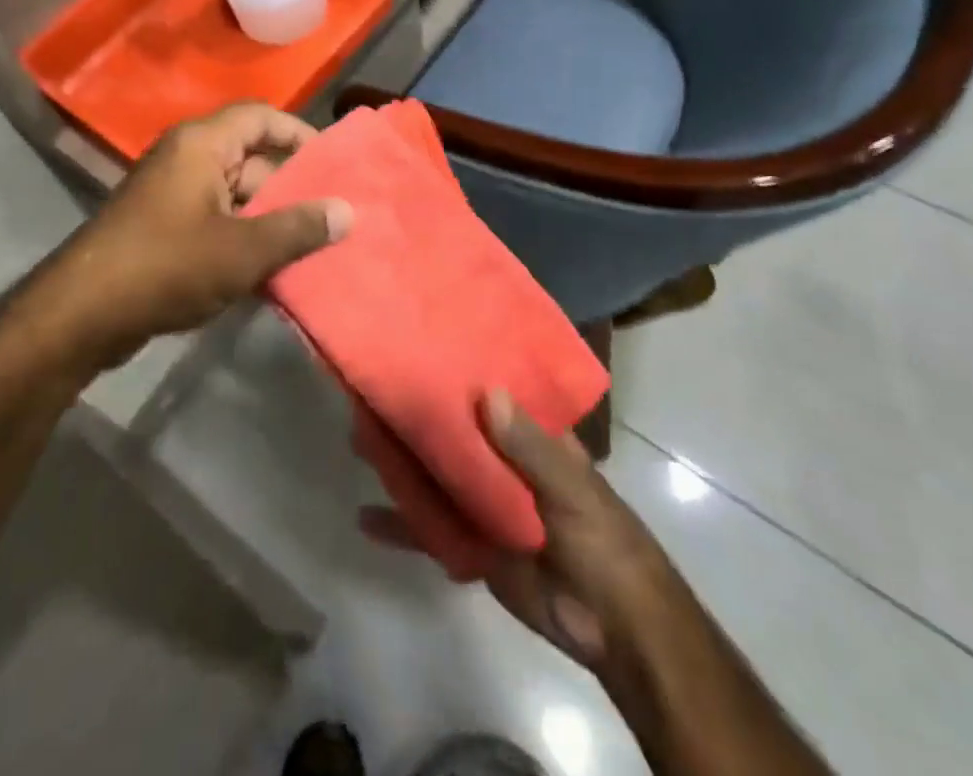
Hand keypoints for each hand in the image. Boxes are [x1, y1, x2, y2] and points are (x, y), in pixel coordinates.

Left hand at [49, 103, 351, 366]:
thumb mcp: (242, 250)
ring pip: (235, 193)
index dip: (299, 134)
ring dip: (270, 217)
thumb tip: (347, 211)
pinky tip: (272, 269)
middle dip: (291, 185)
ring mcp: (172, 192)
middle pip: (251, 156)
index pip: (261, 117)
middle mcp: (186, 158)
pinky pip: (216, 219)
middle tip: (332, 215)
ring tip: (312, 245)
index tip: (334, 164)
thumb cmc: (167, 266)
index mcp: (202, 144)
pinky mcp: (163, 226)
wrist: (82, 314)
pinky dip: (244, 236)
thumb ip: (298, 228)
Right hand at [362, 389, 661, 670]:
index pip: (488, 391)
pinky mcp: (469, 542)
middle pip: (451, 431)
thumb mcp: (571, 488)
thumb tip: (487, 394)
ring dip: (400, 461)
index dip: (457, 370)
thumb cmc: (602, 540)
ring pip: (433, 474)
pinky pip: (427, 527)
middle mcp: (499, 459)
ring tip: (358, 440)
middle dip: (415, 415)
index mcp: (528, 435)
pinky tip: (364, 517)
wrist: (614, 627)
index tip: (418, 344)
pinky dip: (399, 523)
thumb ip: (530, 447)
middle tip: (371, 391)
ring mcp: (481, 501)